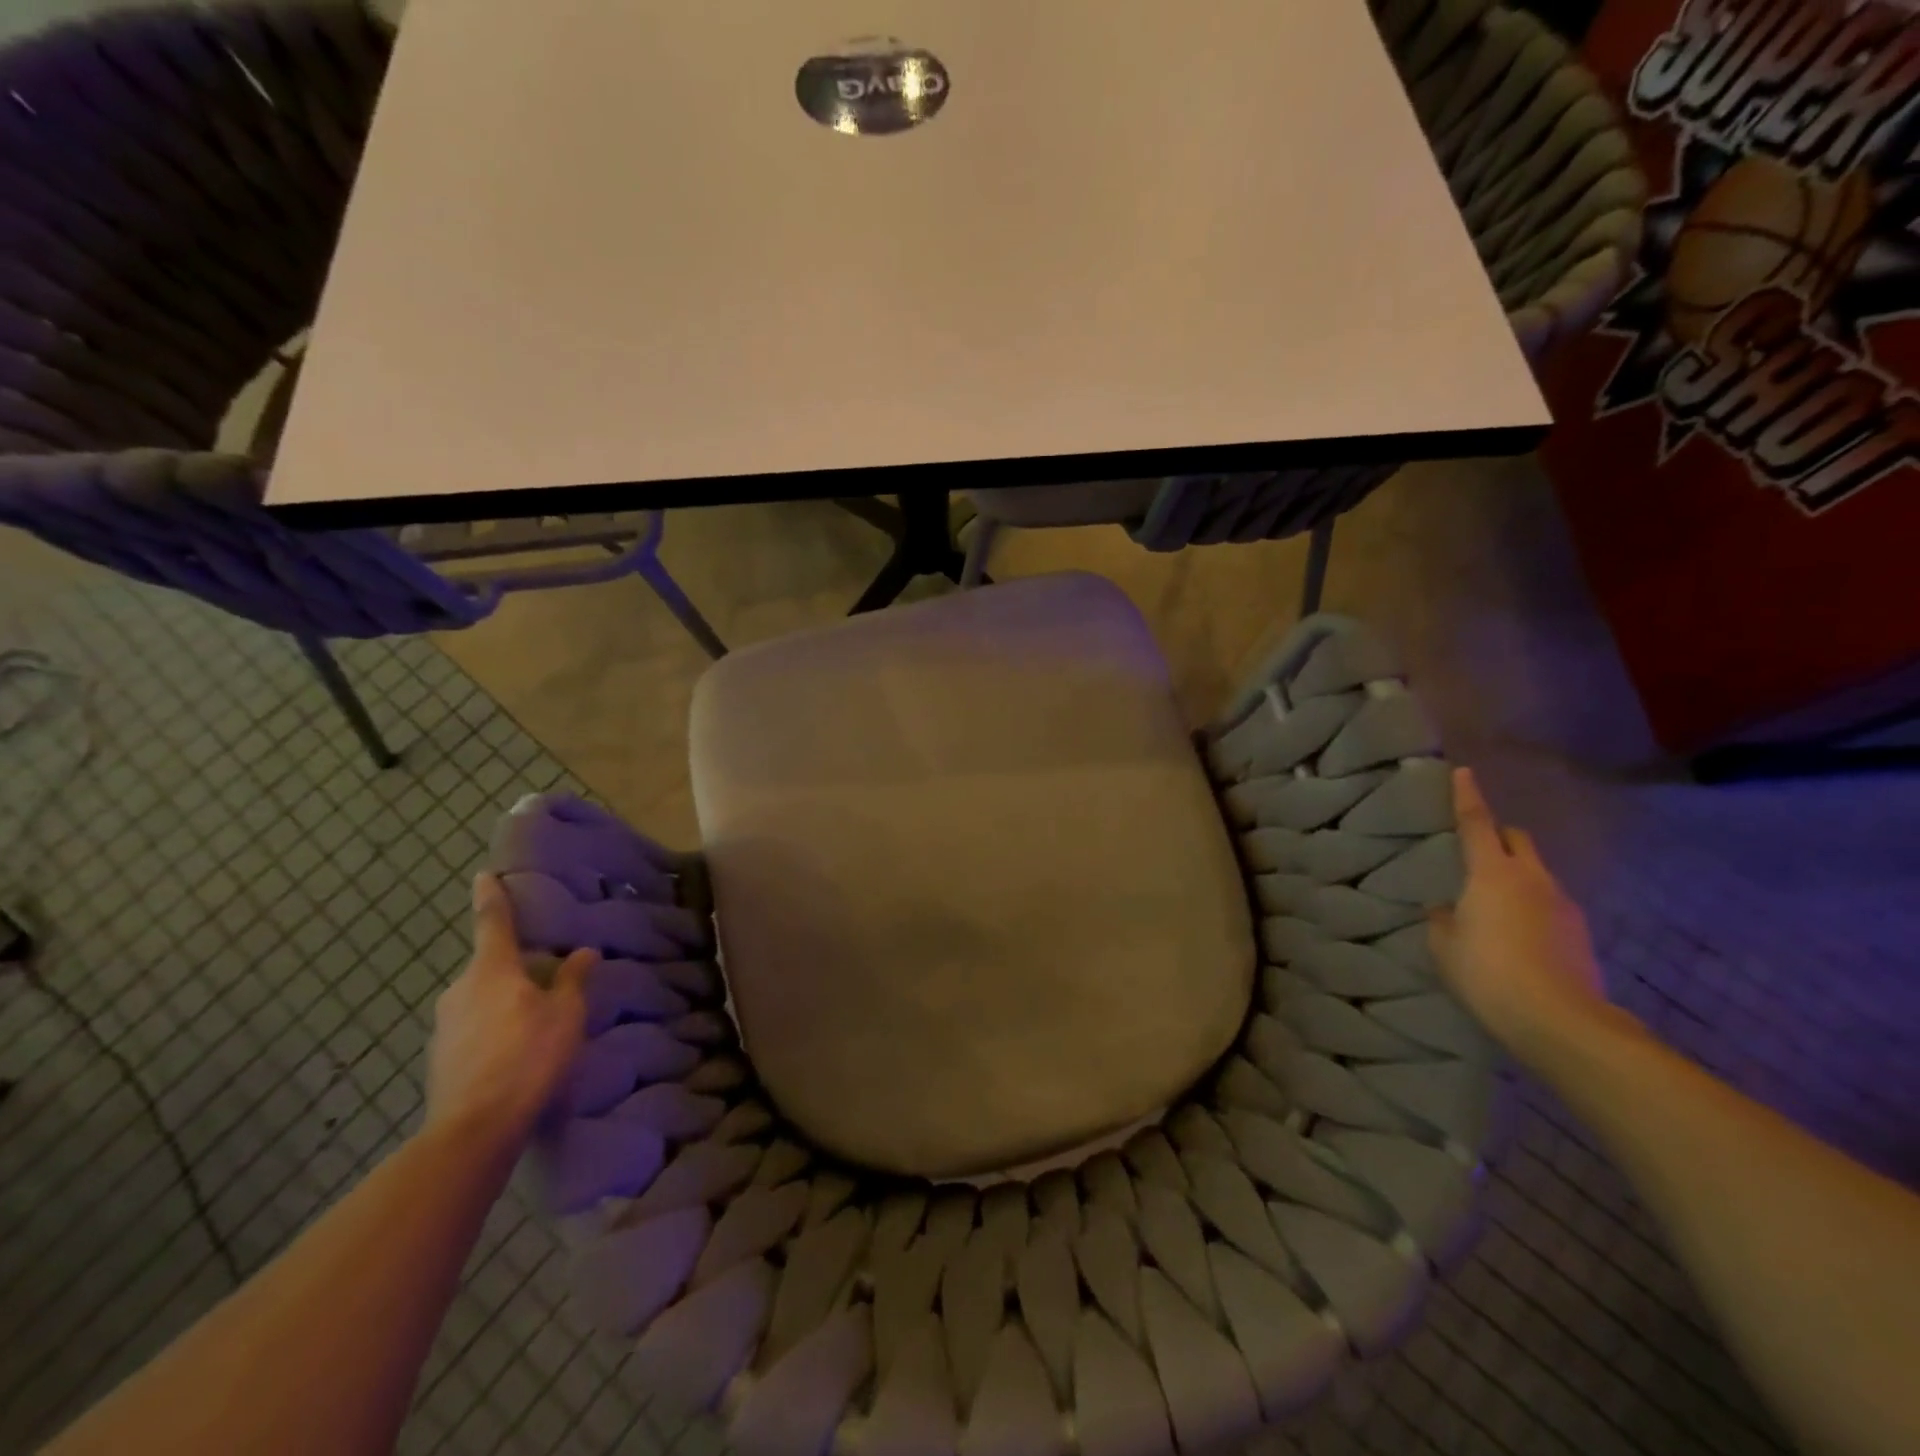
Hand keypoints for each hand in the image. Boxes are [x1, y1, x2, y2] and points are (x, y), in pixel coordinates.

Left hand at [425, 875, 597, 1152]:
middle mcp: (460, 989)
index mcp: (492, 970)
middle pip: (490, 965)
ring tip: (536, 1019)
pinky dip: (494, 1028)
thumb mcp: (565, 1014)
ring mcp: (444, 1025)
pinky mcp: (441, 1057)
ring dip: (505, 1000)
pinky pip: (473, 1027)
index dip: (491, 896)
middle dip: (514, 965)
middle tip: (546, 974)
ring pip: (481, 998)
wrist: (474, 1128)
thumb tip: (583, 952)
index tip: (484, 875)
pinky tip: (516, 1051)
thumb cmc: (528, 1057)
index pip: (492, 921)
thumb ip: (573, 980)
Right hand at [1428, 768, 1621, 1065]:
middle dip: (1500, 836)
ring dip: (1518, 876)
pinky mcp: (1580, 933)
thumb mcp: (1445, 945)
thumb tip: (1447, 909)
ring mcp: (1563, 905)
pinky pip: (1550, 905)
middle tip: (1479, 849)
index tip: (1465, 772)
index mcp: (1492, 873)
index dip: (1467, 797)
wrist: (1561, 1022)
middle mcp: (1533, 878)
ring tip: (1496, 904)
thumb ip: (1442, 919)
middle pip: (1518, 840)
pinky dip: (1533, 907)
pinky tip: (1518, 935)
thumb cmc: (1487, 972)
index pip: (1477, 823)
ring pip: (1538, 873)